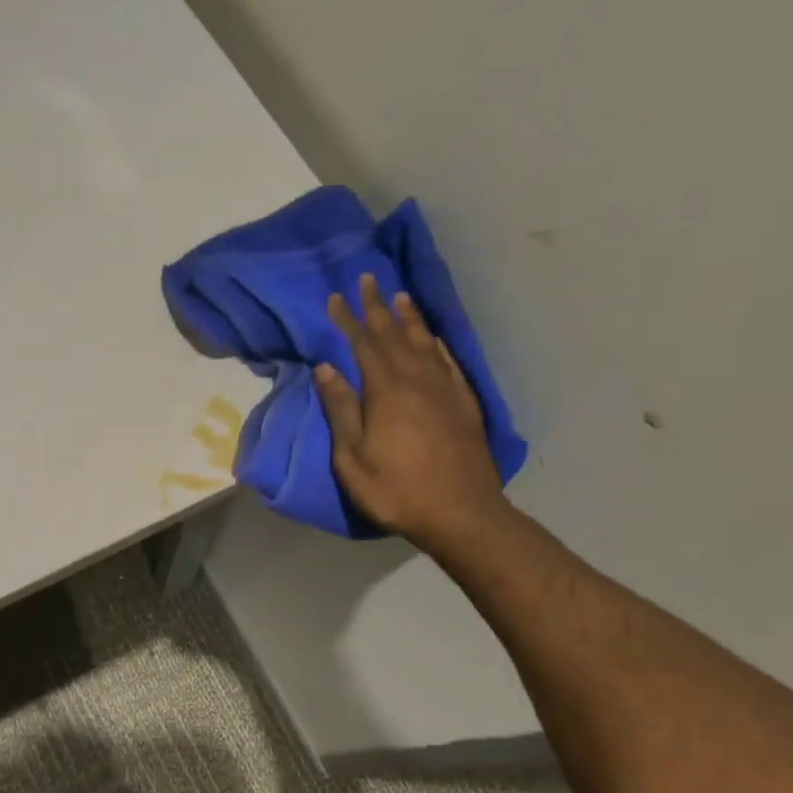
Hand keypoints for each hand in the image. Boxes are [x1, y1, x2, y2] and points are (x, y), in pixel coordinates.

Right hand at [315, 274, 506, 549]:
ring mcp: (446, 391)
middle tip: (368, 279)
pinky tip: (431, 339)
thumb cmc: (396, 489)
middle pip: (395, 335)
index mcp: (387, 391)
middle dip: (378, 307)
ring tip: (400, 296)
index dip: (349, 319)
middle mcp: (419, 380)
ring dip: (409, 318)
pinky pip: (448, 362)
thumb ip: (341, 409)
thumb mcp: (352, 457)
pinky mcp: (464, 405)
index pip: (364, 344)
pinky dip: (436, 344)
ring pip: (424, 343)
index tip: (336, 297)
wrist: (461, 513)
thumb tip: (327, 367)